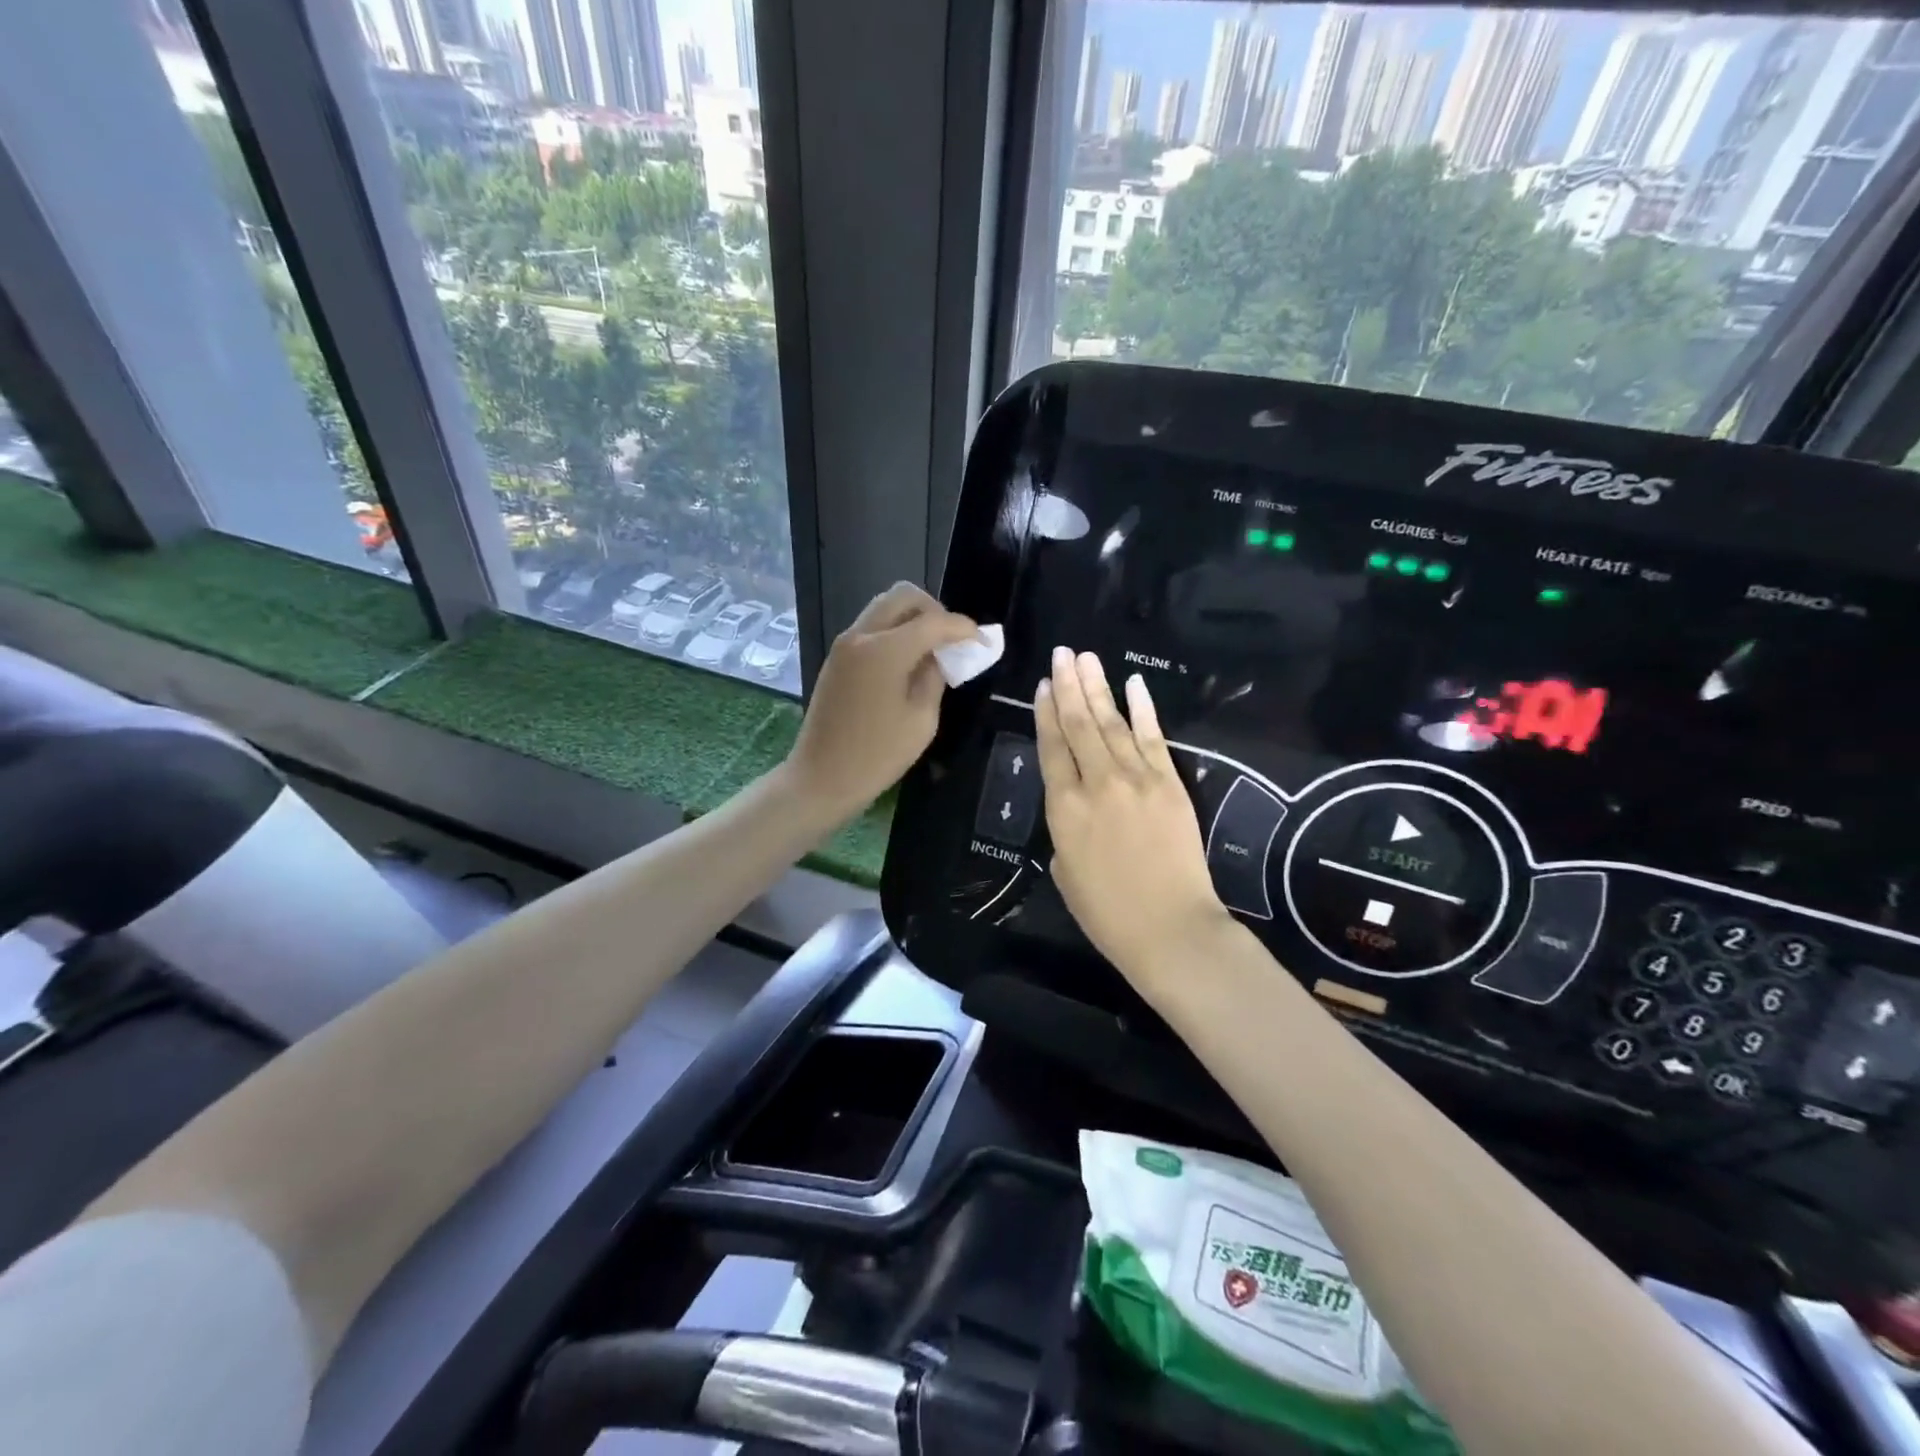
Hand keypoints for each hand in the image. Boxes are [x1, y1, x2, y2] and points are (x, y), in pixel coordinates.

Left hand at [787, 583, 978, 816]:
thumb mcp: (922, 720)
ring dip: (912, 618)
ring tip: (932, 649)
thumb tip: (937, 657)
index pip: (933, 622)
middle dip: (934, 610)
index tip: (982, 641)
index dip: (963, 628)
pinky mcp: (836, 659)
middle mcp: (861, 636)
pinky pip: (871, 628)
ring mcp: (844, 645)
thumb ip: (934, 678)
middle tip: (951, 639)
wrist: (821, 777)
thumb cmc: (877, 755)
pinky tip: (908, 660)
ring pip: (884, 608)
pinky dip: (894, 632)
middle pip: (903, 596)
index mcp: (885, 650)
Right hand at [1035, 647, 1227, 983]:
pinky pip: (1154, 738)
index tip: (1044, 685)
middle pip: (1079, 725)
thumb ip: (1066, 831)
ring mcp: (1137, 779)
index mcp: (1063, 808)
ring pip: (1112, 723)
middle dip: (1069, 686)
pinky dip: (1144, 709)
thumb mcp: (1065, 872)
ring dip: (1098, 688)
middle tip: (1062, 653)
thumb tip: (1077, 809)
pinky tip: (1134, 683)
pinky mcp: (1170, 783)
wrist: (1170, 929)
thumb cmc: (1107, 913)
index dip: (1046, 713)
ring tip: (1086, 658)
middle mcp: (1097, 783)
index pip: (1052, 748)